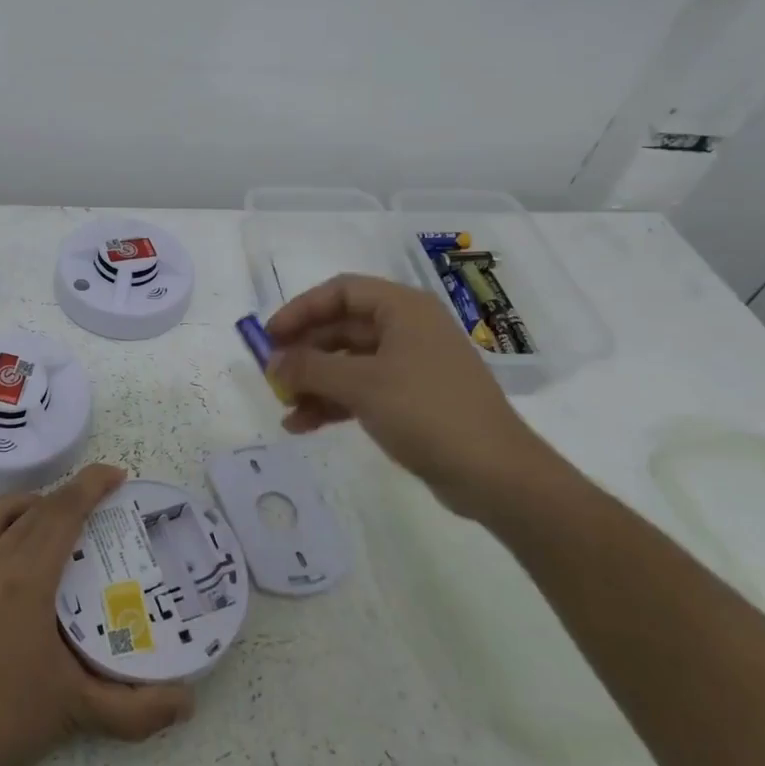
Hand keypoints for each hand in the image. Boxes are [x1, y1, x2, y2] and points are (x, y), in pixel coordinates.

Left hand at [0, 463, 194, 765]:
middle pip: (33, 509)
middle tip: (95, 510)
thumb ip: (138, 710)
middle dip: (67, 498)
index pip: (65, 511)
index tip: (117, 476)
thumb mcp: (78, 711)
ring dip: (20, 507)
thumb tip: (188, 703)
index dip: (92, 484)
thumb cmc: (4, 722)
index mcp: (28, 576)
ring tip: (42, 522)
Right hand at [266, 273, 553, 521]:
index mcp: (403, 309)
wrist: (495, 474)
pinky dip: (333, 402)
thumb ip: (310, 368)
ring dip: (314, 381)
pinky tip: (303, 425)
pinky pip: (362, 389)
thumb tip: (272, 363)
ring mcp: (411, 365)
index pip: (340, 292)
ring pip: (349, 362)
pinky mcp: (412, 399)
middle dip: (304, 351)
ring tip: (283, 406)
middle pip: (342, 327)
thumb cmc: (426, 411)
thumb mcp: (361, 385)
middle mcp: (407, 329)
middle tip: (271, 374)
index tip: (269, 336)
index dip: (300, 310)